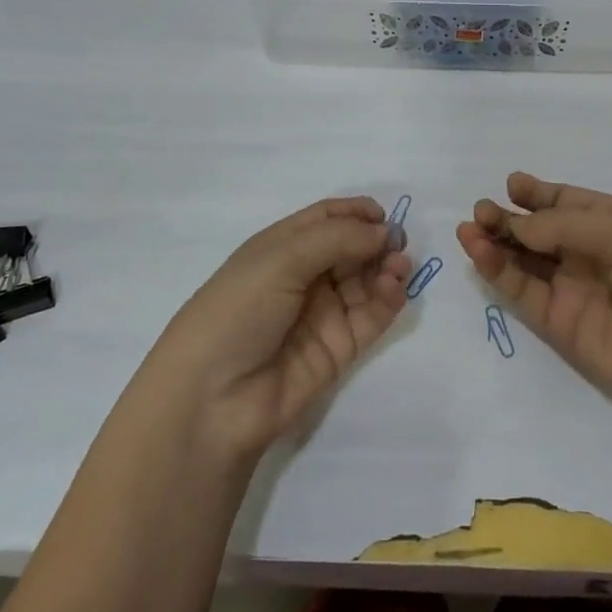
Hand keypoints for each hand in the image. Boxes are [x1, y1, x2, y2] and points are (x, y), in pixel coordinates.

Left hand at [148, 197, 411, 459]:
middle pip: (351, 248)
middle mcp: (303, 277)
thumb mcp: (280, 259)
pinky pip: (372, 316)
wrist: (212, 399)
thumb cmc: (237, 312)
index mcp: (281, 249)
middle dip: (377, 241)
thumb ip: (337, 238)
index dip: (355, 213)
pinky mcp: (340, 348)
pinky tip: (394, 290)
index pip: (326, 220)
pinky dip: (389, 300)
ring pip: (366, 281)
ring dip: (388, 269)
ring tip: (399, 268)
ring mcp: (323, 314)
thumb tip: (385, 231)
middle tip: (399, 244)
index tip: (383, 215)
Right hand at [456, 173, 611, 442]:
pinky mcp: (559, 324)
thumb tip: (516, 225)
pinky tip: (480, 253)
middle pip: (538, 230)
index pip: (566, 202)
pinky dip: (499, 273)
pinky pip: (522, 292)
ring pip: (524, 260)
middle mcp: (589, 253)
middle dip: (509, 217)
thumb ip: (565, 226)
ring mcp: (572, 289)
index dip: (538, 193)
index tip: (513, 184)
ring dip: (496, 243)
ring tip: (470, 228)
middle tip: (482, 210)